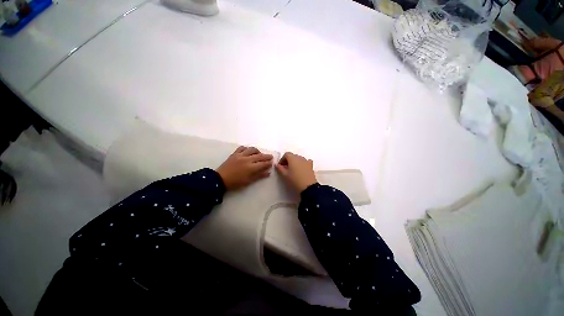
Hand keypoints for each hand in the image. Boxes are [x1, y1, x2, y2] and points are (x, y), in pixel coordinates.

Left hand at [216, 146, 273, 189]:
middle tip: (270, 156)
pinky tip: (248, 151)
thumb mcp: (248, 181)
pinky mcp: (235, 153)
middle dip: (266, 156)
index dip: (268, 163)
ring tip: (260, 153)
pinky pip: (242, 148)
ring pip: (252, 149)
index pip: (263, 163)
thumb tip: (268, 172)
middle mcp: (247, 159)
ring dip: (258, 151)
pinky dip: (247, 148)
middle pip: (260, 156)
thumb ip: (259, 176)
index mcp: (251, 167)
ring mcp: (240, 155)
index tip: (272, 162)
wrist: (220, 179)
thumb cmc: (236, 182)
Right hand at [275, 152, 316, 192]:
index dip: (282, 159)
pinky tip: (302, 169)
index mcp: (292, 158)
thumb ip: (280, 168)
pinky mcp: (311, 165)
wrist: (308, 186)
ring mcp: (306, 161)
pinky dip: (302, 164)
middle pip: (292, 156)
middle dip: (288, 161)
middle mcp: (299, 157)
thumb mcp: (285, 175)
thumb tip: (277, 165)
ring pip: (299, 159)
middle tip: (285, 169)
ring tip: (293, 170)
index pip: (286, 154)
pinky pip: (306, 162)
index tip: (280, 166)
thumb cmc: (294, 180)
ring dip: (295, 162)